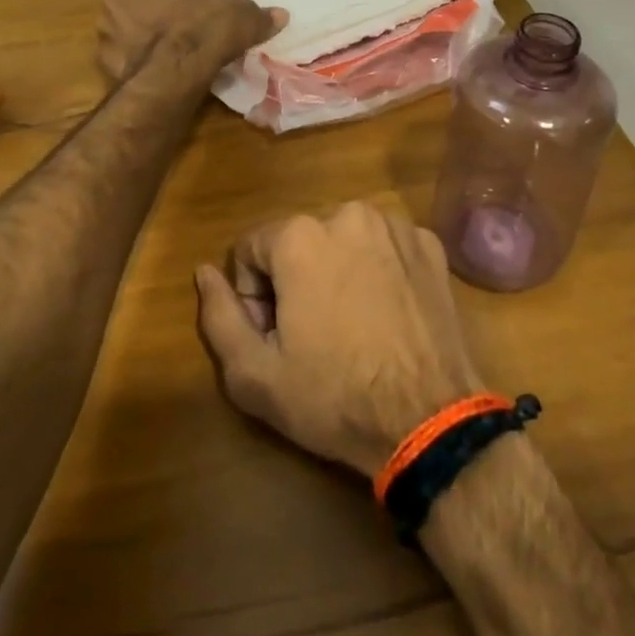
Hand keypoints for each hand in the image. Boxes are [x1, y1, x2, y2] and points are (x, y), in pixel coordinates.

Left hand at [97, 0, 283, 83]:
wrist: (168, 76)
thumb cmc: (203, 29)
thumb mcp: (240, 17)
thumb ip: (258, 14)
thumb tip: (281, 16)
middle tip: (186, 19)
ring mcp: (105, 14)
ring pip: (129, 14)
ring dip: (144, 24)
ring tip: (171, 45)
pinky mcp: (100, 47)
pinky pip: (122, 43)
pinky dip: (135, 51)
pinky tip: (156, 64)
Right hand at [195, 202, 486, 477]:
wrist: (430, 422)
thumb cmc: (334, 397)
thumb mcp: (255, 374)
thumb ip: (219, 316)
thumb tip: (204, 271)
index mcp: (299, 236)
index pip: (251, 250)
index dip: (254, 296)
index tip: (275, 337)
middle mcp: (347, 214)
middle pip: (298, 242)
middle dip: (295, 280)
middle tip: (314, 336)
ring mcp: (394, 226)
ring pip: (343, 241)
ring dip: (337, 271)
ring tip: (353, 326)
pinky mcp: (429, 245)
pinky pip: (385, 247)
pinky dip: (379, 271)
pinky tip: (388, 315)